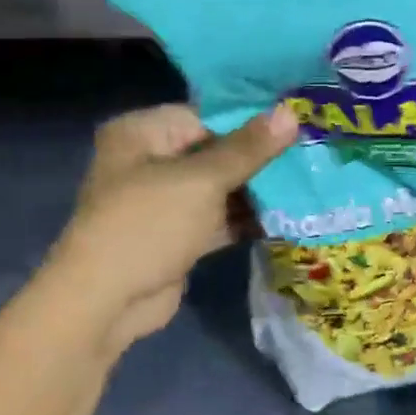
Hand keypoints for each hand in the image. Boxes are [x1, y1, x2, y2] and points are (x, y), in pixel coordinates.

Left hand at [53, 103, 294, 350]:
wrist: (106, 302)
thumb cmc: (148, 224)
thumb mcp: (201, 181)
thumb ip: (248, 149)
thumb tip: (291, 113)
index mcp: (141, 133)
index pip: (204, 115)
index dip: (250, 119)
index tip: (296, 120)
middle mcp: (149, 160)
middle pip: (213, 150)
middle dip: (258, 157)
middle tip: (310, 152)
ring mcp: (162, 201)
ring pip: (218, 187)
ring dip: (256, 190)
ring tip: (308, 181)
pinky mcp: (176, 236)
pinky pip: (216, 218)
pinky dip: (244, 219)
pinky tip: (287, 215)